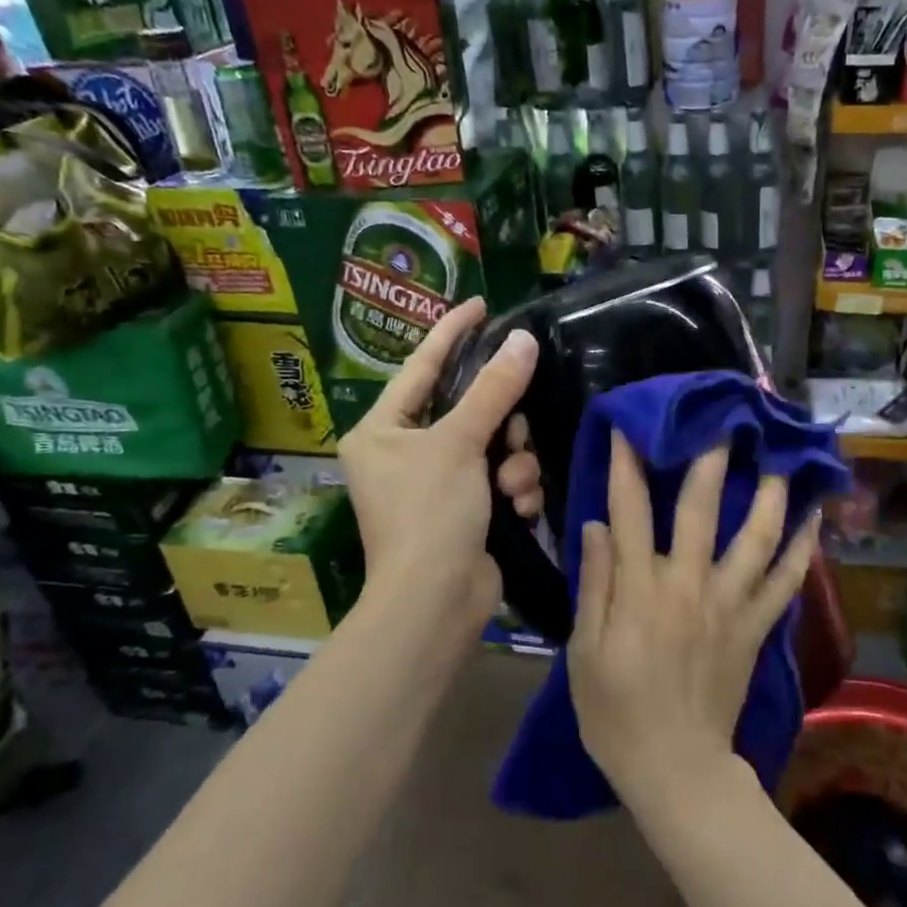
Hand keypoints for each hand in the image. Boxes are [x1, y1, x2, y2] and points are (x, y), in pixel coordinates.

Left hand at [339, 296, 536, 627]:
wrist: (436, 603)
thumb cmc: (430, 513)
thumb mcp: (459, 443)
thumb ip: (493, 389)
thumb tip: (523, 339)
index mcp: (382, 429)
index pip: (422, 364)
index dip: (453, 332)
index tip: (482, 303)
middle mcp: (404, 451)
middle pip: (469, 408)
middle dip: (501, 423)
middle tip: (514, 433)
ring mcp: (436, 483)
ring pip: (494, 444)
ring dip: (513, 463)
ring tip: (511, 487)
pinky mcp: (466, 508)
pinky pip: (501, 477)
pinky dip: (514, 490)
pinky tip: (516, 509)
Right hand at [568, 434, 820, 811]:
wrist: (677, 771)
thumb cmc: (616, 713)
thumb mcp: (584, 652)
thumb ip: (595, 585)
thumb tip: (598, 526)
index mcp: (640, 590)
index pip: (630, 511)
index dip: (627, 464)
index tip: (629, 426)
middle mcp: (688, 585)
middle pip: (700, 509)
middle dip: (708, 458)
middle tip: (723, 419)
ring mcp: (728, 605)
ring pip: (755, 537)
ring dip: (769, 493)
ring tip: (781, 455)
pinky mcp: (754, 628)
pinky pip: (784, 583)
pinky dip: (801, 549)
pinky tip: (813, 518)